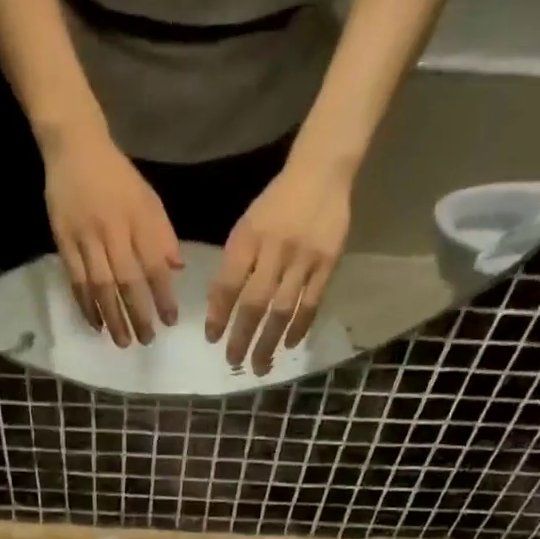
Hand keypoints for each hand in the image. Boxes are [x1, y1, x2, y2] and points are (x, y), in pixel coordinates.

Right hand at [43, 128, 182, 346]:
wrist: (74, 146)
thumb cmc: (117, 177)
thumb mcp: (148, 199)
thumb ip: (163, 234)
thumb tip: (177, 270)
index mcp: (138, 219)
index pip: (154, 264)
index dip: (163, 295)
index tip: (170, 321)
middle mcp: (113, 230)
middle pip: (127, 280)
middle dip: (138, 314)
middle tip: (146, 341)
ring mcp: (86, 237)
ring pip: (100, 285)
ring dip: (112, 316)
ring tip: (122, 341)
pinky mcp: (63, 241)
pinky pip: (76, 280)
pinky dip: (86, 305)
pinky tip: (95, 323)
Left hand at [206, 158, 352, 373]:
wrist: (321, 173)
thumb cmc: (276, 205)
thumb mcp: (247, 227)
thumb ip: (234, 264)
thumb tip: (218, 308)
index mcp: (249, 237)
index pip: (229, 284)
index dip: (218, 314)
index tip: (212, 338)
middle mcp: (274, 249)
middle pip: (255, 303)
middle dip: (242, 337)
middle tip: (233, 362)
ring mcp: (303, 258)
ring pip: (282, 309)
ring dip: (269, 341)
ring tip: (260, 365)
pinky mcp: (327, 263)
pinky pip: (311, 303)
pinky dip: (298, 327)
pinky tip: (288, 345)